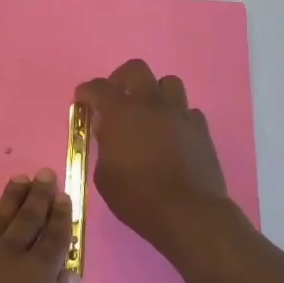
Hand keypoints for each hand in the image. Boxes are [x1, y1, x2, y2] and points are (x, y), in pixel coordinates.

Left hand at [0, 169, 71, 282]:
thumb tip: (69, 274)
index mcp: (37, 275)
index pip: (54, 237)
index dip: (62, 216)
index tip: (65, 197)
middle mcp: (9, 255)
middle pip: (28, 218)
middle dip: (39, 195)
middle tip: (45, 175)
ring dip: (12, 196)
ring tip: (21, 179)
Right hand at [76, 59, 232, 255]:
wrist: (187, 213)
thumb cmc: (137, 197)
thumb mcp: (104, 175)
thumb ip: (104, 146)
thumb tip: (109, 133)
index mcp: (121, 112)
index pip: (98, 88)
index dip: (86, 91)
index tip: (82, 100)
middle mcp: (151, 103)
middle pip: (136, 69)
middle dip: (121, 79)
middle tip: (116, 99)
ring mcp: (180, 113)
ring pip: (168, 83)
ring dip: (154, 93)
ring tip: (148, 113)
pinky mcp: (201, 128)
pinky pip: (187, 111)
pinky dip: (176, 117)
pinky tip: (171, 135)